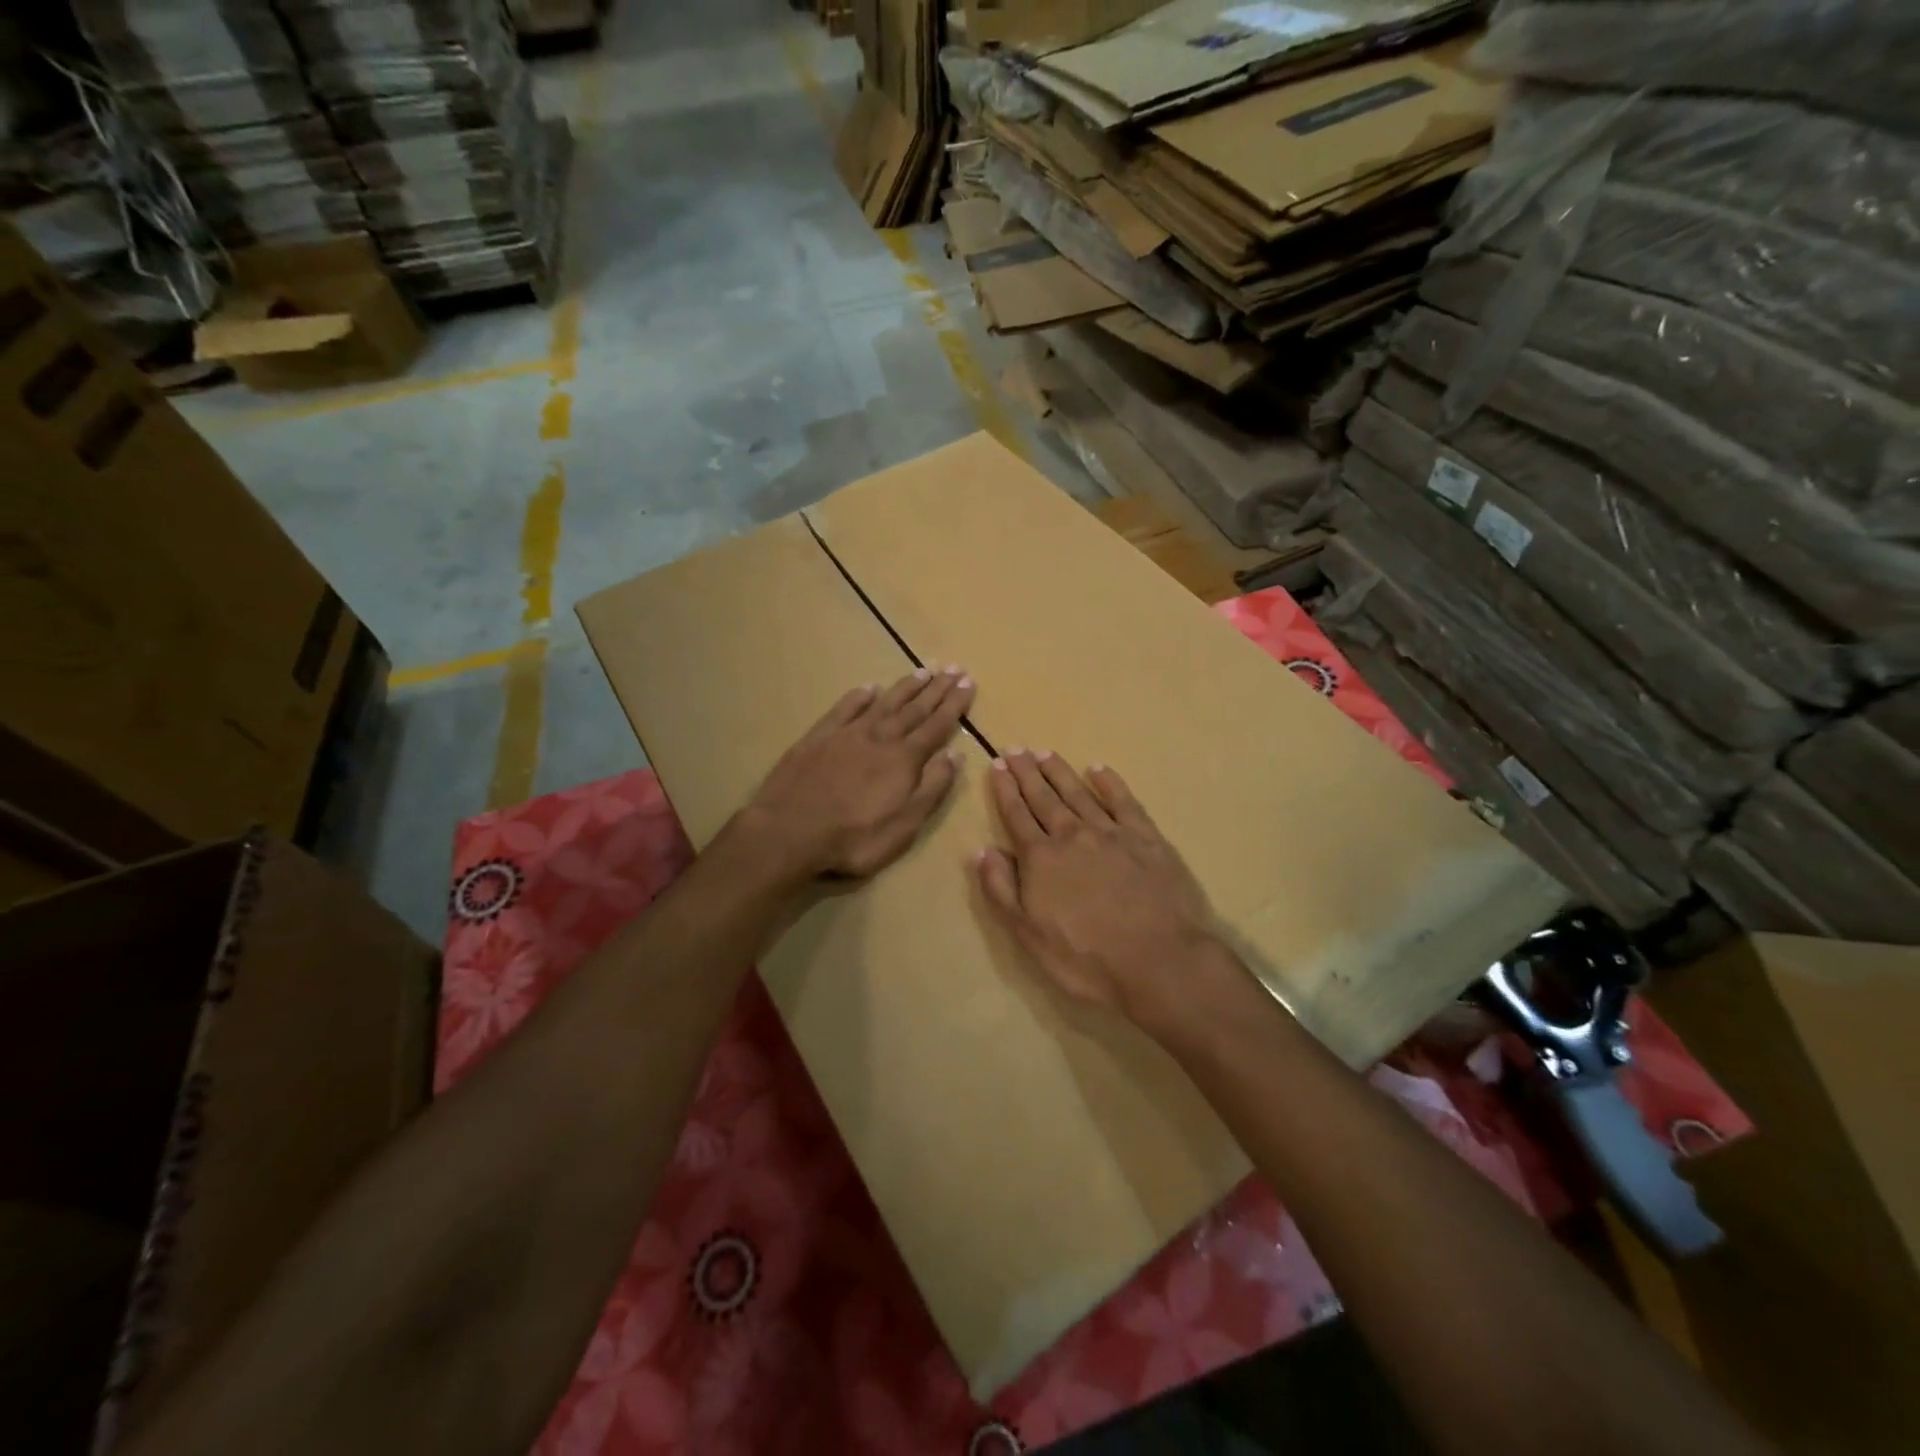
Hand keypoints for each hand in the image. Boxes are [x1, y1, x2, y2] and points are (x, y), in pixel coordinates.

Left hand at [738, 667, 974, 886]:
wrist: (789, 831)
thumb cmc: (854, 838)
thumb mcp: (905, 825)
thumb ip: (932, 788)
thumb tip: (955, 755)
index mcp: (904, 759)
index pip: (936, 726)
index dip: (954, 705)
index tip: (968, 683)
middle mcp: (880, 737)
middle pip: (914, 709)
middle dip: (936, 689)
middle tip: (954, 668)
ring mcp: (847, 734)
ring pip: (883, 703)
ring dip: (905, 687)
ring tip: (924, 671)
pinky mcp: (818, 737)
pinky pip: (844, 709)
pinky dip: (859, 696)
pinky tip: (869, 688)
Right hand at [975, 750, 1230, 1027]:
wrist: (1160, 961)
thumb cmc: (1087, 958)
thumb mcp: (1029, 934)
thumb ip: (1002, 890)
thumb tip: (981, 850)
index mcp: (1042, 858)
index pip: (1017, 816)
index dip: (1005, 790)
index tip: (997, 766)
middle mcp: (1073, 836)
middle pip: (1045, 798)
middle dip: (1027, 773)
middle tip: (1016, 749)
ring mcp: (1112, 834)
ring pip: (1079, 794)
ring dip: (1060, 772)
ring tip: (1045, 752)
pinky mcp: (1148, 839)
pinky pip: (1124, 802)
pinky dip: (1110, 783)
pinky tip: (1099, 770)